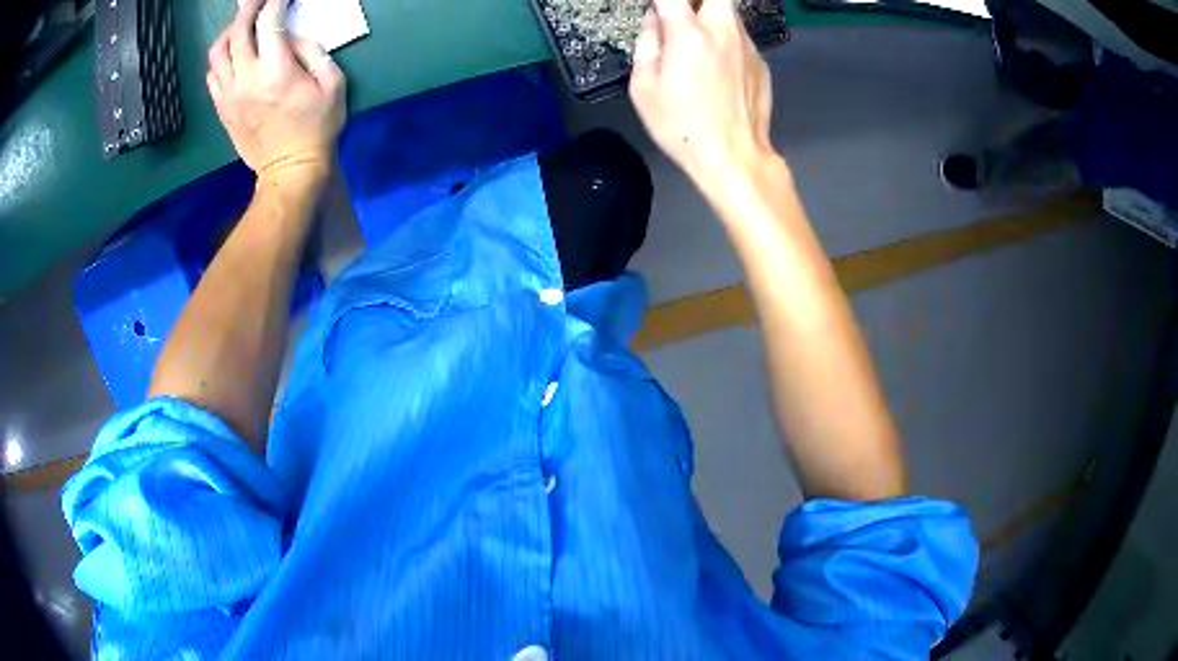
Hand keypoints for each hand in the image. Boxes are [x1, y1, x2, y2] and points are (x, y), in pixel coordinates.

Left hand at [207, 0, 345, 184]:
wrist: (290, 171)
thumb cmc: (317, 128)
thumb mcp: (332, 85)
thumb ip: (314, 53)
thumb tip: (293, 38)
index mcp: (277, 72)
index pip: (269, 23)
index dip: (275, 2)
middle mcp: (246, 80)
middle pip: (238, 32)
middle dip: (249, 8)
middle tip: (258, 0)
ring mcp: (229, 96)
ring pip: (217, 52)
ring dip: (230, 32)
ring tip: (242, 25)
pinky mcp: (222, 109)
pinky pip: (212, 75)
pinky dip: (221, 57)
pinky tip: (232, 54)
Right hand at [629, 0, 774, 183]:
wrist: (734, 157)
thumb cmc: (682, 126)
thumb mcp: (643, 87)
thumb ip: (647, 43)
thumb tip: (654, 20)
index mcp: (688, 33)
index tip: (656, 8)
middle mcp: (722, 30)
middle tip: (682, 13)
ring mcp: (747, 46)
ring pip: (729, 13)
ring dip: (711, 18)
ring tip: (697, 46)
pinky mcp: (761, 63)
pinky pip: (740, 39)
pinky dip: (726, 43)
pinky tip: (719, 72)